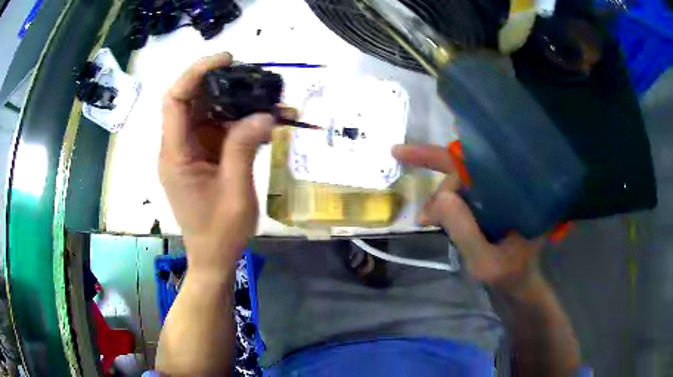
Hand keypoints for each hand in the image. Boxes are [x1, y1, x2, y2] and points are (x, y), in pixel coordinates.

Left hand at [159, 53, 273, 274]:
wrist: (213, 258)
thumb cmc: (220, 233)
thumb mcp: (236, 193)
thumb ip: (244, 150)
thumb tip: (264, 114)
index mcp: (176, 155)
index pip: (175, 101)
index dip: (195, 74)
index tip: (226, 60)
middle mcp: (177, 148)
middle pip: (190, 101)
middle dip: (219, 83)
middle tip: (253, 77)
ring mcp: (189, 152)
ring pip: (205, 113)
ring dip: (232, 102)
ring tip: (263, 98)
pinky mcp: (201, 158)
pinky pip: (216, 130)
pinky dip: (236, 122)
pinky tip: (260, 122)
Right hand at [392, 144, 545, 290]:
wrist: (520, 283)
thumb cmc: (509, 275)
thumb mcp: (485, 262)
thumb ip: (465, 231)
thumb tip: (440, 195)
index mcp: (511, 191)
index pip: (472, 162)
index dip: (436, 154)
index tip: (399, 152)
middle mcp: (504, 184)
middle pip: (461, 169)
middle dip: (439, 189)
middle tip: (425, 220)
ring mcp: (495, 193)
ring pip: (458, 182)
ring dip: (439, 200)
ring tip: (430, 223)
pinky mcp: (488, 203)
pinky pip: (461, 195)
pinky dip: (443, 204)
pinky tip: (436, 218)